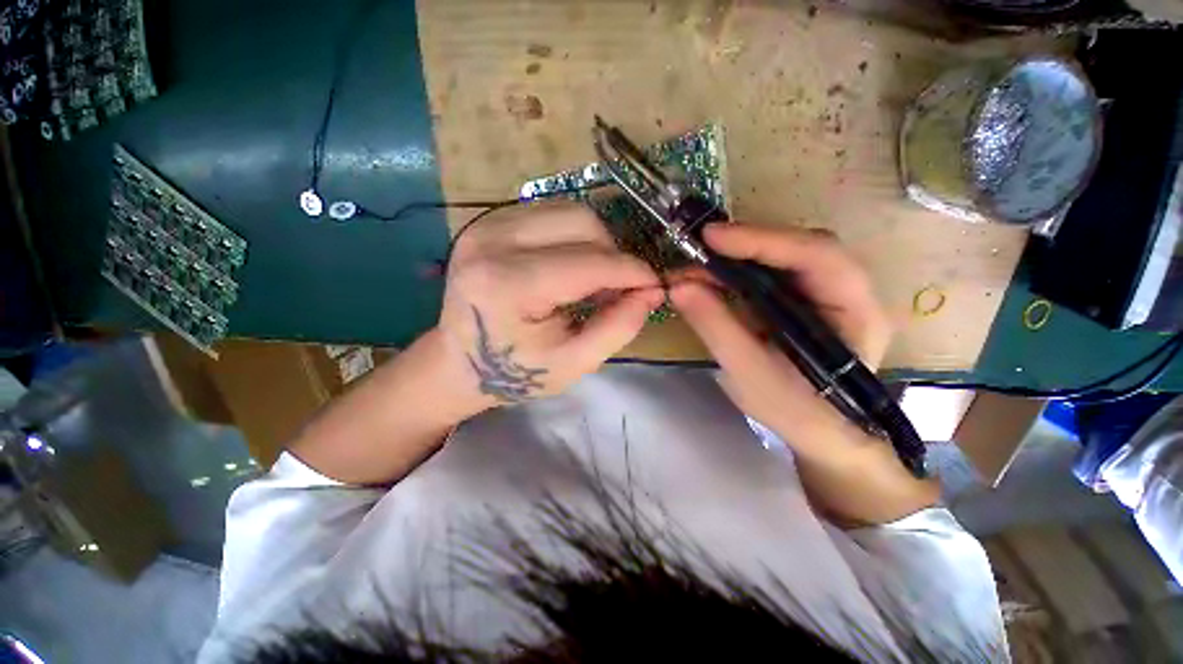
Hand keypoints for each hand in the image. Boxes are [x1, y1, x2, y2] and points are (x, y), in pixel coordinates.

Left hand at [438, 201, 663, 409]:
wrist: (459, 363)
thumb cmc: (516, 372)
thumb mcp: (573, 363)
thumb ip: (618, 327)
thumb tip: (652, 291)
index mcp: (508, 284)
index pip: (589, 262)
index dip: (632, 271)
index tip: (655, 284)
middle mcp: (493, 241)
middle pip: (582, 223)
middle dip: (613, 254)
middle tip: (619, 287)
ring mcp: (487, 225)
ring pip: (569, 211)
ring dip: (596, 243)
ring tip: (596, 277)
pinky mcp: (490, 221)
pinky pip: (551, 213)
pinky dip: (574, 236)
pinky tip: (572, 265)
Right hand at [669, 223, 892, 448]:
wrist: (819, 433)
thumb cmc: (796, 412)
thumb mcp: (751, 375)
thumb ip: (717, 328)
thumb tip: (678, 287)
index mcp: (854, 312)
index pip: (817, 256)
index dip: (763, 241)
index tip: (712, 237)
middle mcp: (846, 292)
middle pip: (798, 248)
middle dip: (745, 245)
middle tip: (698, 248)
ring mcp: (822, 294)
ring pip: (779, 258)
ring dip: (735, 258)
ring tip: (693, 267)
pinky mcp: (798, 300)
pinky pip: (766, 275)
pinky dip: (734, 273)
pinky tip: (707, 279)